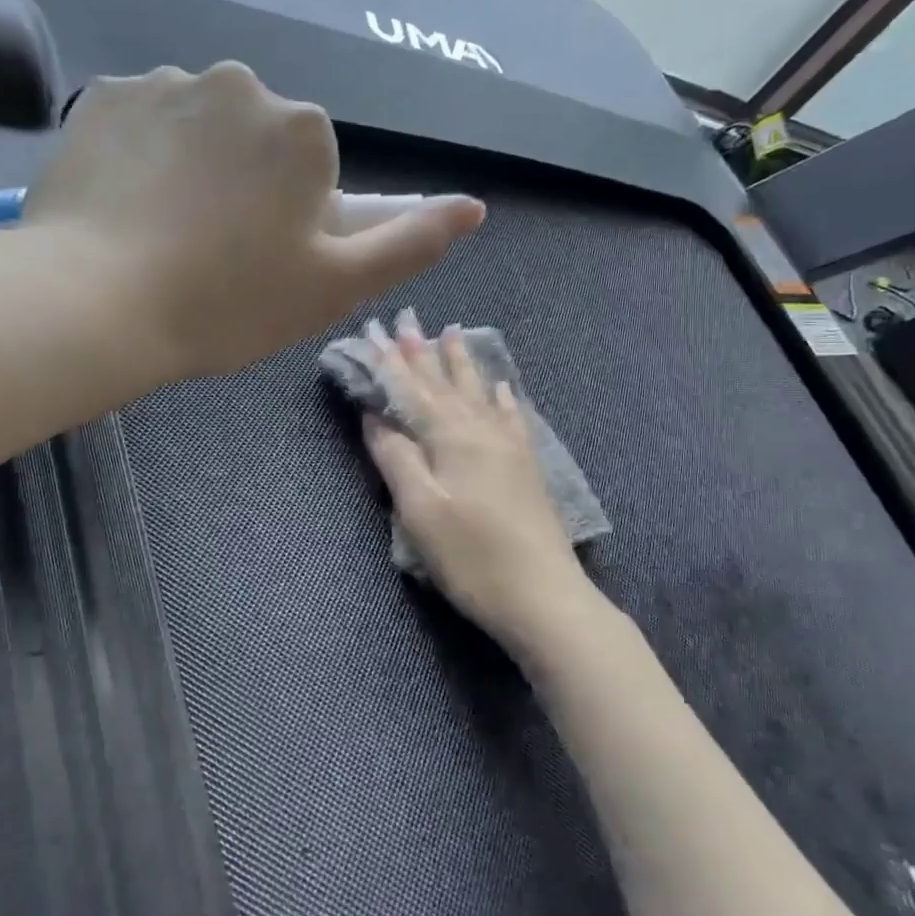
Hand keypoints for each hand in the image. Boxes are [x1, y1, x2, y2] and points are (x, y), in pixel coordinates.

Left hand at [22, 63, 485, 380]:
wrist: (96, 304)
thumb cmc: (229, 303)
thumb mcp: (336, 287)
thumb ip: (410, 242)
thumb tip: (473, 206)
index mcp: (302, 128)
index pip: (312, 170)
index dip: (291, 222)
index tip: (258, 265)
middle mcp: (239, 83)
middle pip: (257, 141)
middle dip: (246, 187)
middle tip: (211, 256)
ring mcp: (165, 82)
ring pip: (199, 129)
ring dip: (193, 169)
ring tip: (162, 237)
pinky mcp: (102, 95)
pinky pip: (143, 122)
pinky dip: (142, 157)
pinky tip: (125, 208)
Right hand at [360, 311, 594, 651]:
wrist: (544, 596)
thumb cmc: (471, 557)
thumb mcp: (420, 510)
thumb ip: (395, 457)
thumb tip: (374, 414)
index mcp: (450, 437)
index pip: (410, 388)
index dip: (388, 360)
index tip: (370, 329)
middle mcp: (480, 430)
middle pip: (444, 383)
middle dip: (421, 351)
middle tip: (405, 318)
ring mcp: (508, 446)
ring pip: (478, 392)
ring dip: (461, 362)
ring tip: (451, 332)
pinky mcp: (525, 466)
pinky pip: (510, 416)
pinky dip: (500, 397)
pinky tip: (501, 386)